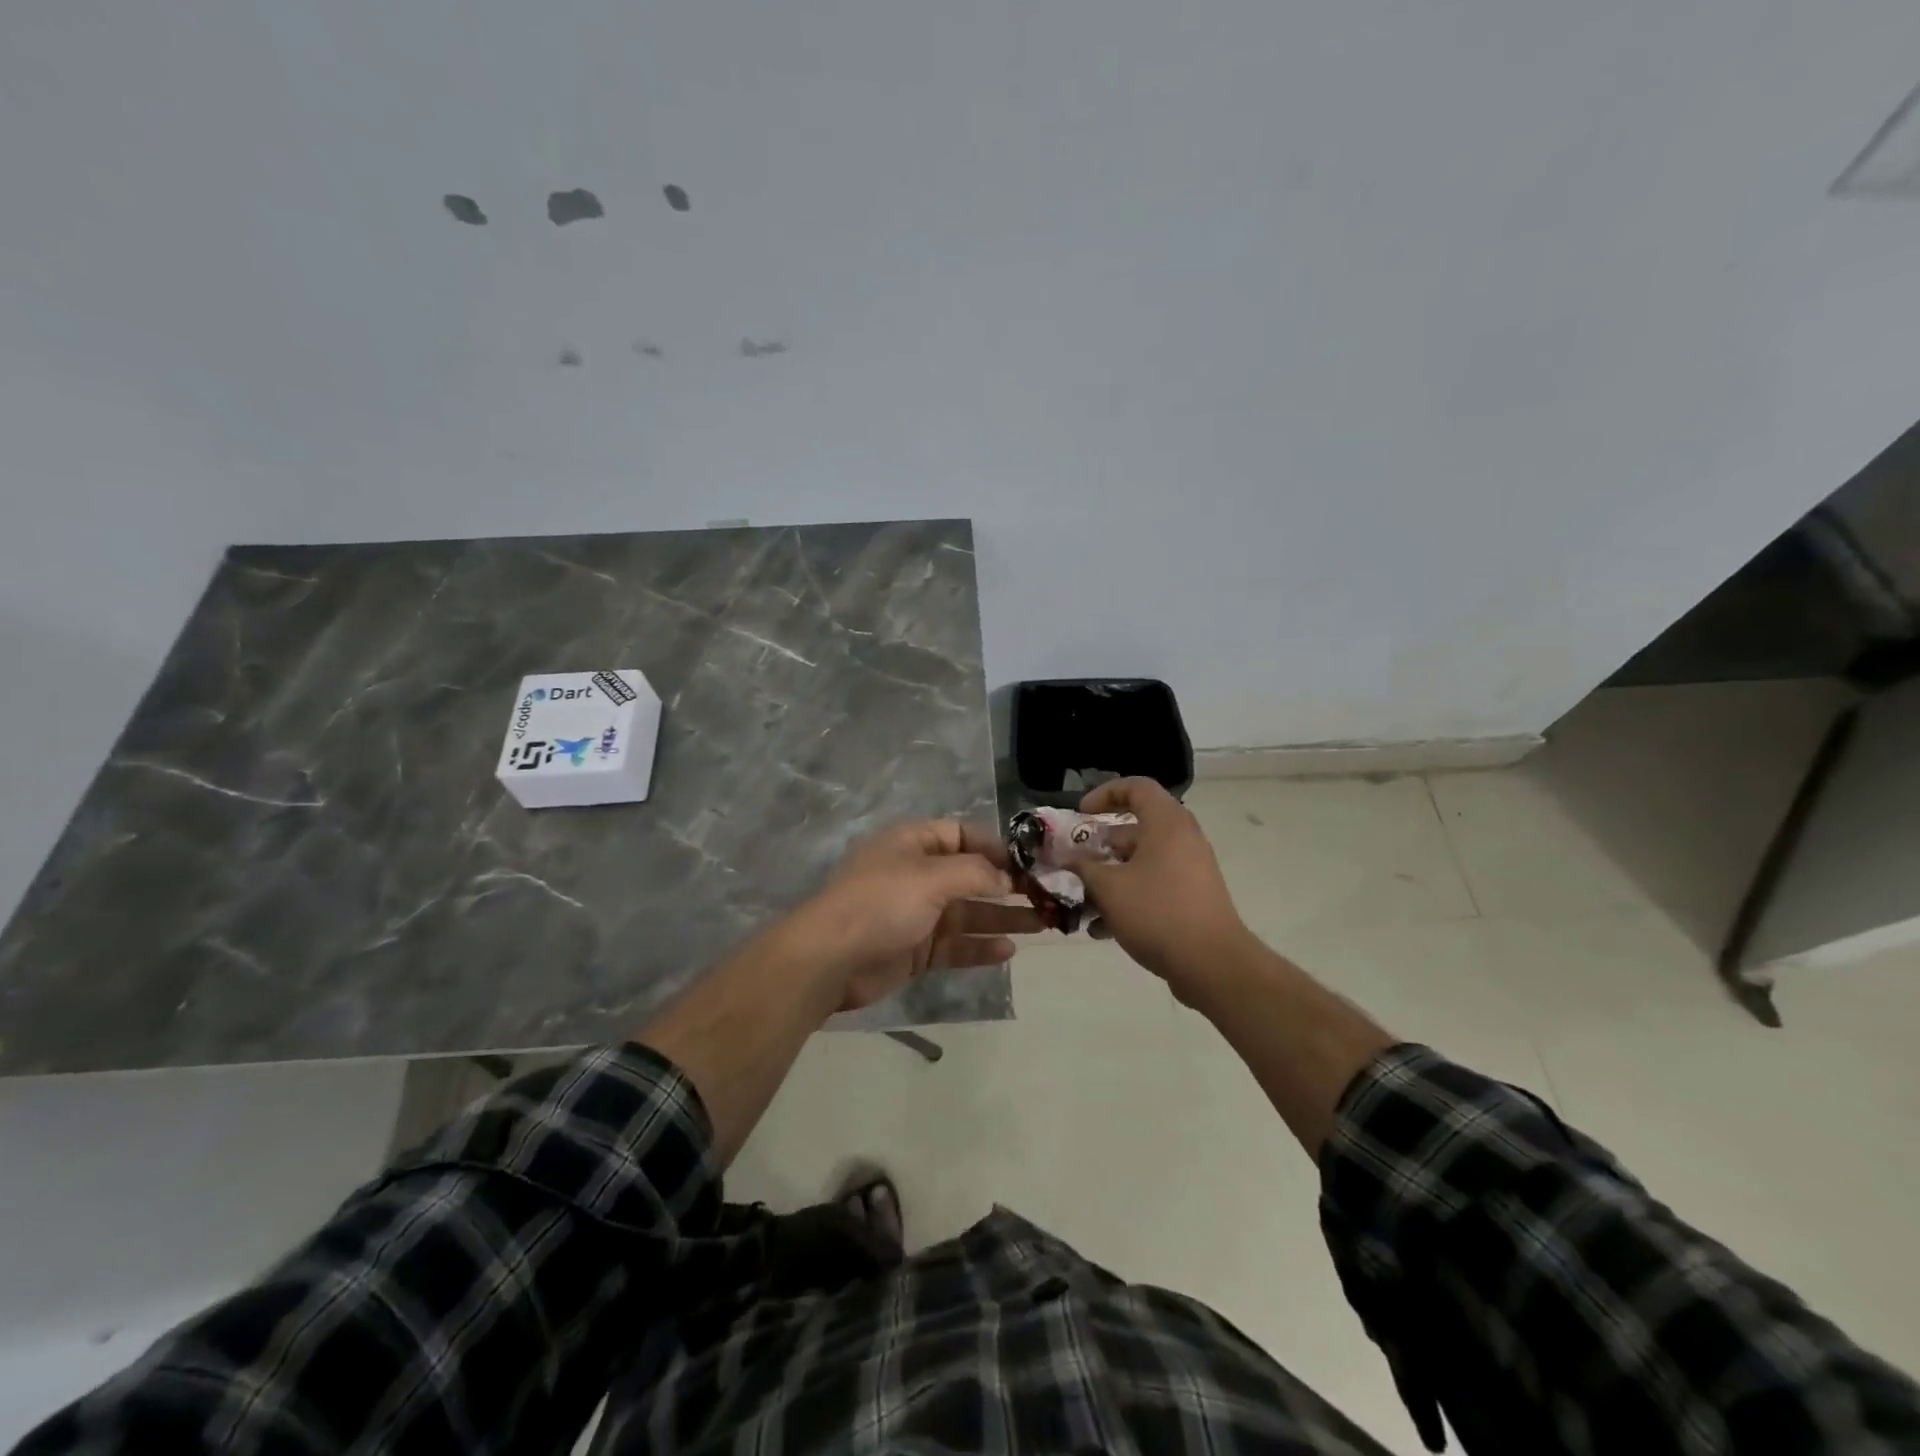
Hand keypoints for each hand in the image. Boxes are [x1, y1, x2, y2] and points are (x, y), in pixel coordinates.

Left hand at [797, 820, 1044, 1012]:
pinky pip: (955, 944)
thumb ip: (976, 874)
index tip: (1027, 864)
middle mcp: (916, 874)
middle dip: (1007, 886)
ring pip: (968, 912)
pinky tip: (1009, 950)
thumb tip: (1008, 878)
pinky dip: (980, 946)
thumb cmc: (881, 903)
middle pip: (970, 876)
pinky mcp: (915, 949)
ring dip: (1002, 917)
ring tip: (1043, 924)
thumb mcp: (931, 877)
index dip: (994, 847)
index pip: (961, 835)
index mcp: (913, 844)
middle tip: (1046, 897)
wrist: (830, 959)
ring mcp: (916, 913)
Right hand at [1075, 779, 1250, 989]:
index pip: (1137, 787)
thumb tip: (1069, 860)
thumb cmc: (1158, 913)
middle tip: (1076, 860)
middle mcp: (1182, 839)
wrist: (1213, 964)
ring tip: (1083, 901)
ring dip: (1110, 876)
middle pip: (1136, 827)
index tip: (1082, 814)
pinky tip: (1102, 928)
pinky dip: (1129, 896)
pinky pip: (1154, 884)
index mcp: (1166, 824)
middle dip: (1101, 844)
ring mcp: (1190, 869)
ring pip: (1142, 861)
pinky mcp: (1192, 897)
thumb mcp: (1109, 888)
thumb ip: (1084, 868)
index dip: (1105, 794)